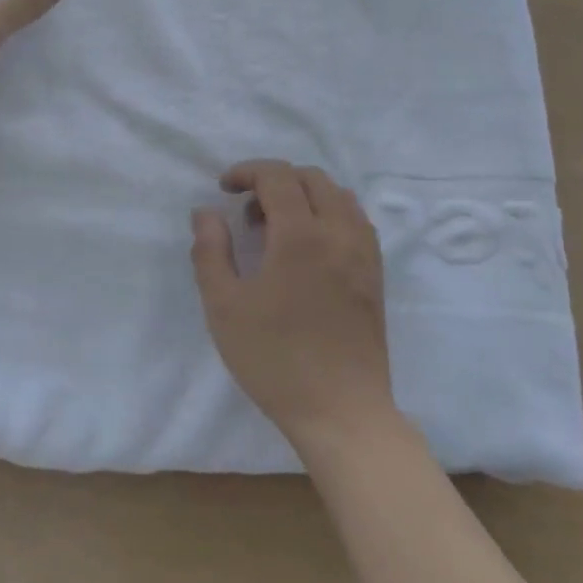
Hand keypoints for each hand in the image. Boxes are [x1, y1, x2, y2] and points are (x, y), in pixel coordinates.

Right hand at [191, 160, 395, 451]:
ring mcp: (364, 253)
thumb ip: (210, 251)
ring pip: (339, 196)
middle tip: (248, 210)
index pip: (278, 177)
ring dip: (305, 194)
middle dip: (275, 180)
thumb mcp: (224, 306)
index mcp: (301, 235)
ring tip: (278, 225)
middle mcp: (339, 233)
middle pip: (311, 178)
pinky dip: (330, 213)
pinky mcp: (376, 275)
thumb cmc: (275, 359)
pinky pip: (356, 221)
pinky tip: (310, 246)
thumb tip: (206, 212)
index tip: (224, 188)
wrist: (341, 411)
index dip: (247, 172)